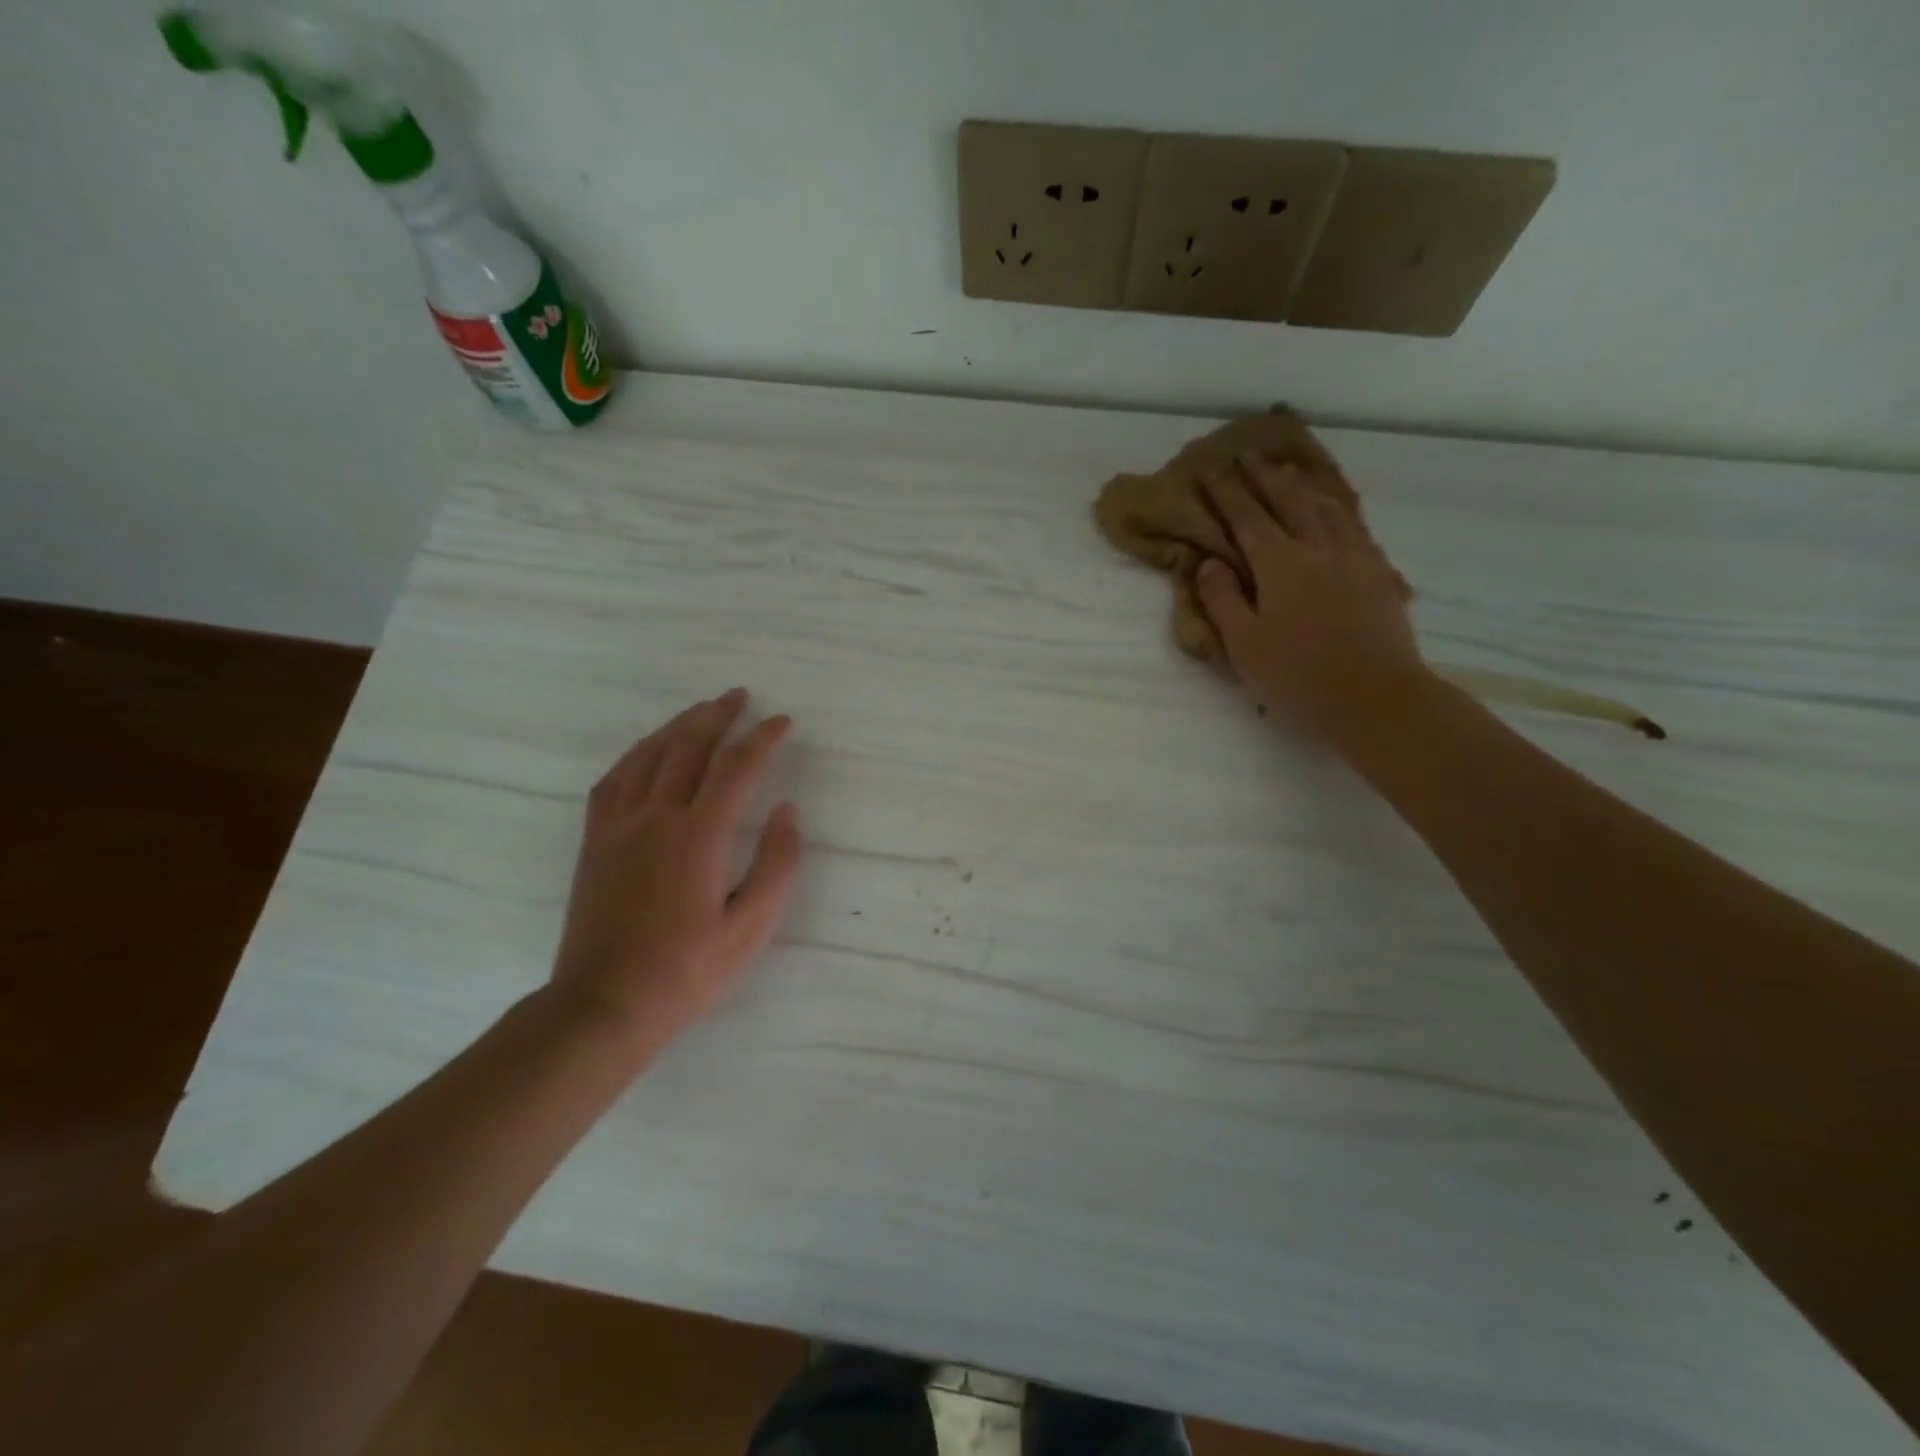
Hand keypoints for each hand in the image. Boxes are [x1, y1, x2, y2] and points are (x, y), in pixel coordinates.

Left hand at [549, 689, 801, 1054]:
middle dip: (718, 715)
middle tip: (740, 697)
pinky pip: (614, 778)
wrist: (603, 1005)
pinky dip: (637, 753)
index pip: (737, 767)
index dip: (763, 738)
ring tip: (701, 711)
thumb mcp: (751, 928)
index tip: (782, 722)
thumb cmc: (687, 971)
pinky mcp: (596, 840)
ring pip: (649, 754)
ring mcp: (619, 825)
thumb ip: (777, 865)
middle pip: (689, 746)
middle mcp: (657, 817)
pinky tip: (648, 750)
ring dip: (678, 725)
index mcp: (699, 836)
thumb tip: (787, 812)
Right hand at [1197, 455, 1431, 739]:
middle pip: (1289, 500)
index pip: (1247, 518)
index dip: (1227, 493)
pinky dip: (1338, 507)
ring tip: (1289, 471)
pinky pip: (1355, 525)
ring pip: (1326, 506)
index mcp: (1279, 564)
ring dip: (1303, 484)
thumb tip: (1209, 562)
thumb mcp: (1244, 644)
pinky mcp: (1378, 573)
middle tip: (1249, 455)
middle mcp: (1318, 548)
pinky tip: (1334, 509)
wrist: (1375, 697)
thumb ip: (1223, 599)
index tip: (1211, 471)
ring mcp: (1354, 557)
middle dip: (1265, 476)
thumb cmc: (1298, 676)